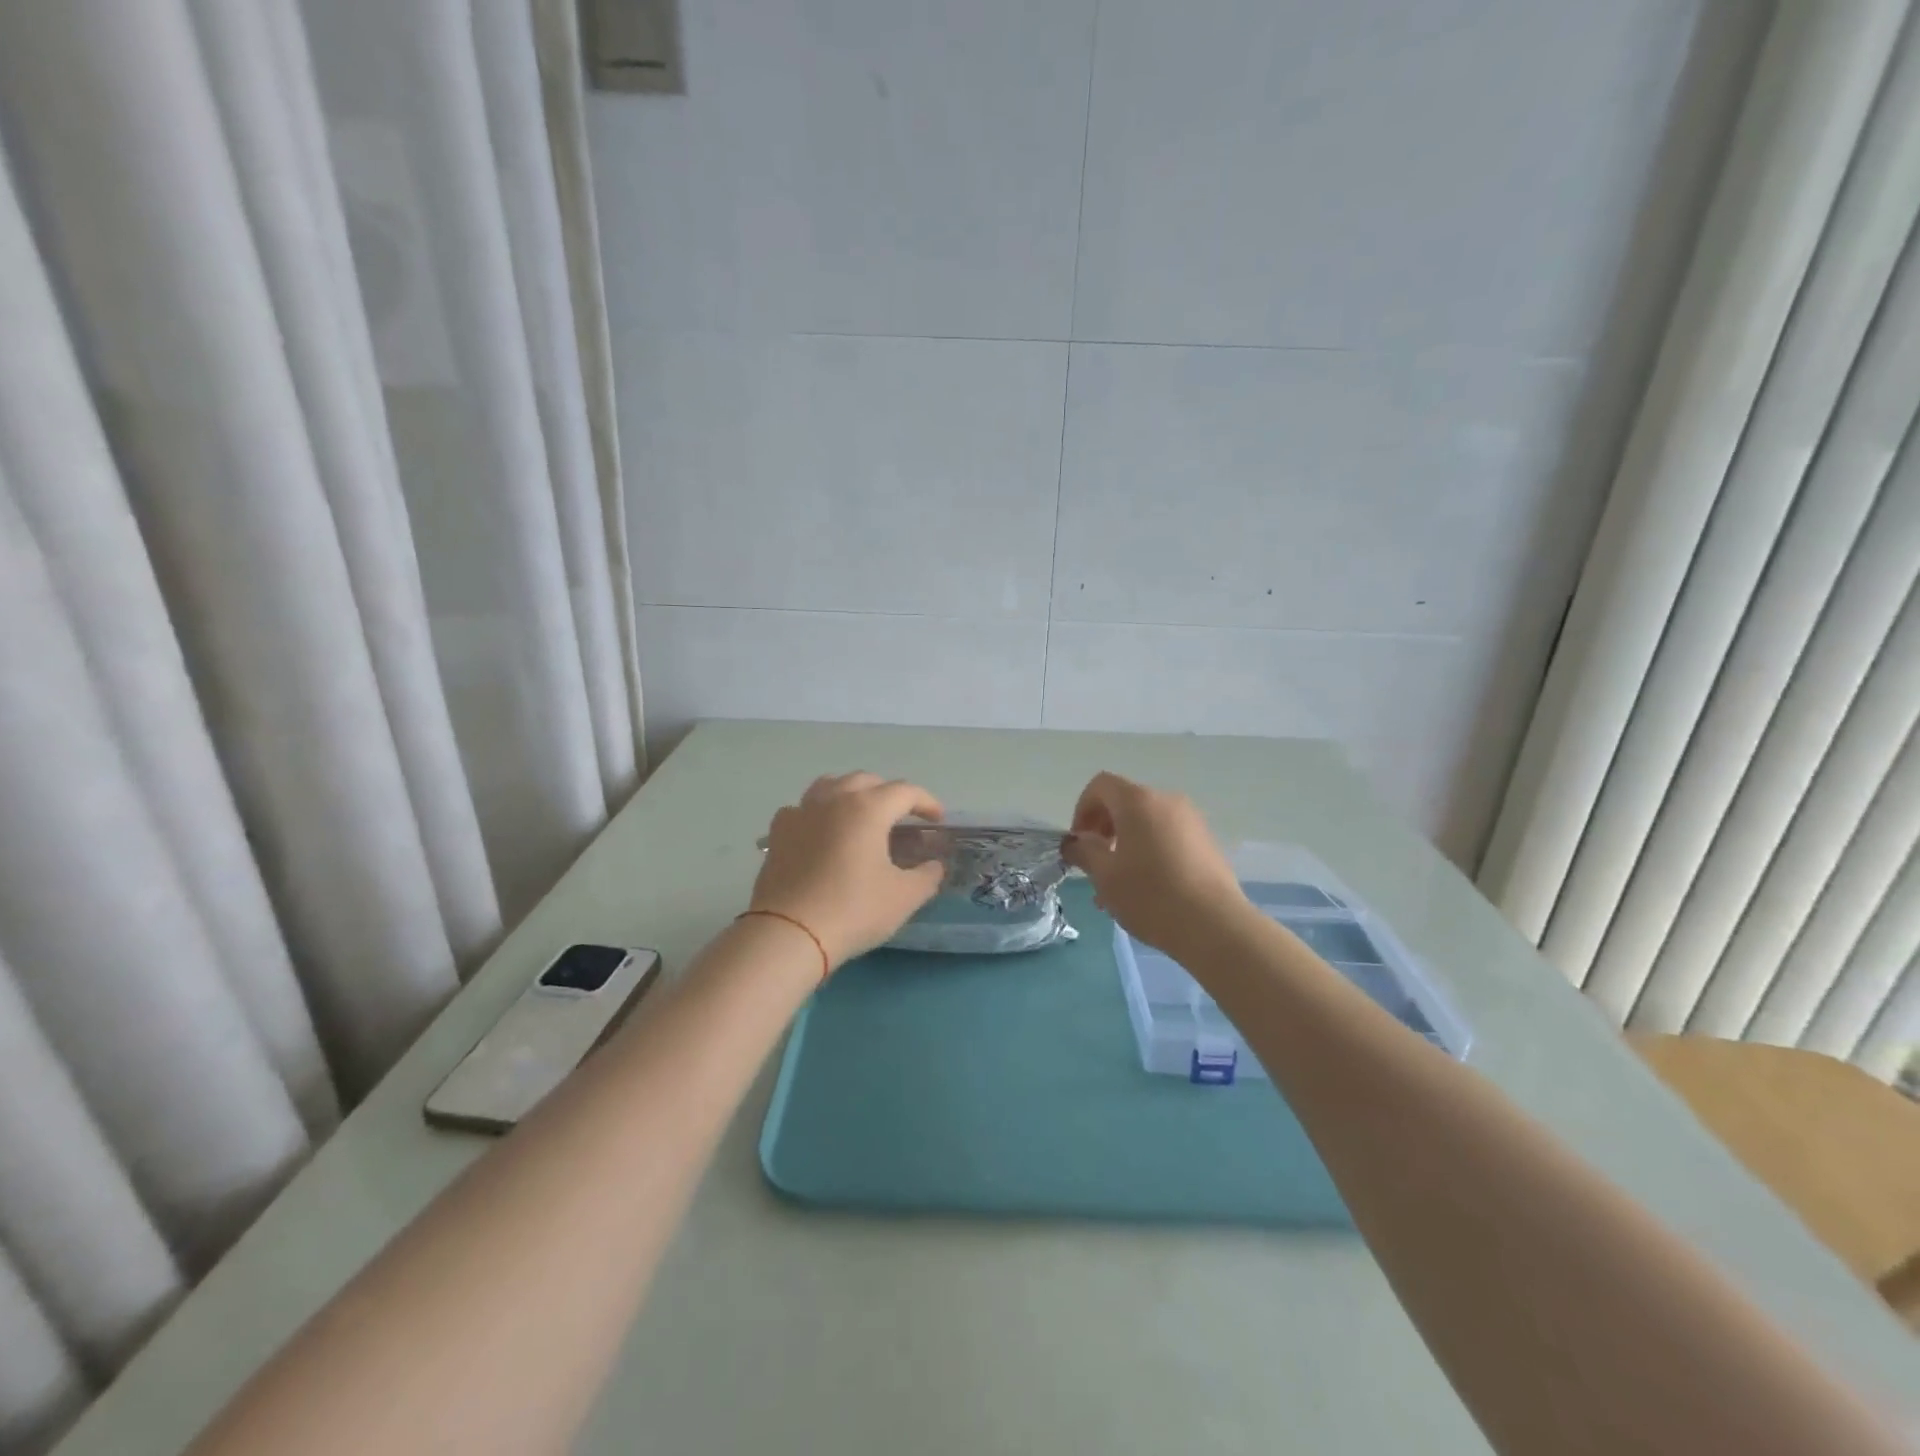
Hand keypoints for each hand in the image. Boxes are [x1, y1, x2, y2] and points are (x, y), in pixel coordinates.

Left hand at [750, 773, 947, 968]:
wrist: (789, 933)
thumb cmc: (853, 910)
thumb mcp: (904, 897)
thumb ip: (927, 876)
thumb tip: (934, 865)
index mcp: (868, 808)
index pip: (905, 792)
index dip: (926, 802)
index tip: (938, 819)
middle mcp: (834, 799)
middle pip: (867, 780)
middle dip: (889, 793)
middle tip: (902, 817)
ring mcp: (801, 812)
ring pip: (831, 784)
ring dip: (852, 792)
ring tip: (861, 813)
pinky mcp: (778, 832)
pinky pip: (803, 808)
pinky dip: (818, 812)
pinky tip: (821, 831)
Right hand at [1063, 772, 1248, 957]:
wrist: (1215, 926)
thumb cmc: (1150, 895)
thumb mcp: (1105, 876)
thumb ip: (1084, 852)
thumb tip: (1075, 843)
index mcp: (1138, 801)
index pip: (1100, 785)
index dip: (1082, 809)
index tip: (1079, 843)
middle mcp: (1166, 801)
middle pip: (1125, 802)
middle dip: (1104, 829)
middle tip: (1096, 864)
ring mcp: (1191, 821)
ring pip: (1147, 823)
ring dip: (1126, 844)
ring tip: (1120, 885)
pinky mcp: (1207, 843)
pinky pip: (1168, 837)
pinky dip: (1150, 851)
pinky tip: (1148, 889)